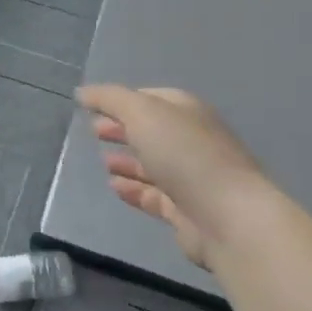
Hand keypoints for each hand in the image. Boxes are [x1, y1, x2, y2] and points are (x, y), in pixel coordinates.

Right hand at [76, 85, 274, 269]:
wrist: (228, 218)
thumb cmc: (184, 154)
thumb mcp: (142, 112)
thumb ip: (109, 99)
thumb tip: (83, 92)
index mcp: (187, 111)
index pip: (150, 98)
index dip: (121, 100)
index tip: (93, 107)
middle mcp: (191, 140)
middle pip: (151, 130)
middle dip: (122, 129)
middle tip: (93, 131)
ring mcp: (191, 177)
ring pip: (152, 164)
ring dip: (127, 160)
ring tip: (101, 161)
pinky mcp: (186, 210)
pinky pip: (153, 195)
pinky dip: (133, 188)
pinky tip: (113, 187)